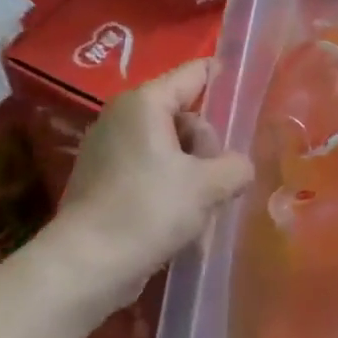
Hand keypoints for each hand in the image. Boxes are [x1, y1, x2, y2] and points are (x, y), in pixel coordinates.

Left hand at [52, 58, 253, 315]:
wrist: (89, 262)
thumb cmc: (149, 210)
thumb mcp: (207, 186)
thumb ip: (236, 167)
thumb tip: (240, 167)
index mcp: (144, 104)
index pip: (192, 75)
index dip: (222, 76)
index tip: (247, 84)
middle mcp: (122, 119)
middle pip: (184, 118)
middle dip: (209, 147)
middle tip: (219, 181)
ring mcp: (109, 152)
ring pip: (170, 151)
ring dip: (194, 174)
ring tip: (205, 207)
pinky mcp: (105, 184)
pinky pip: (151, 174)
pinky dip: (171, 189)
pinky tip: (184, 220)